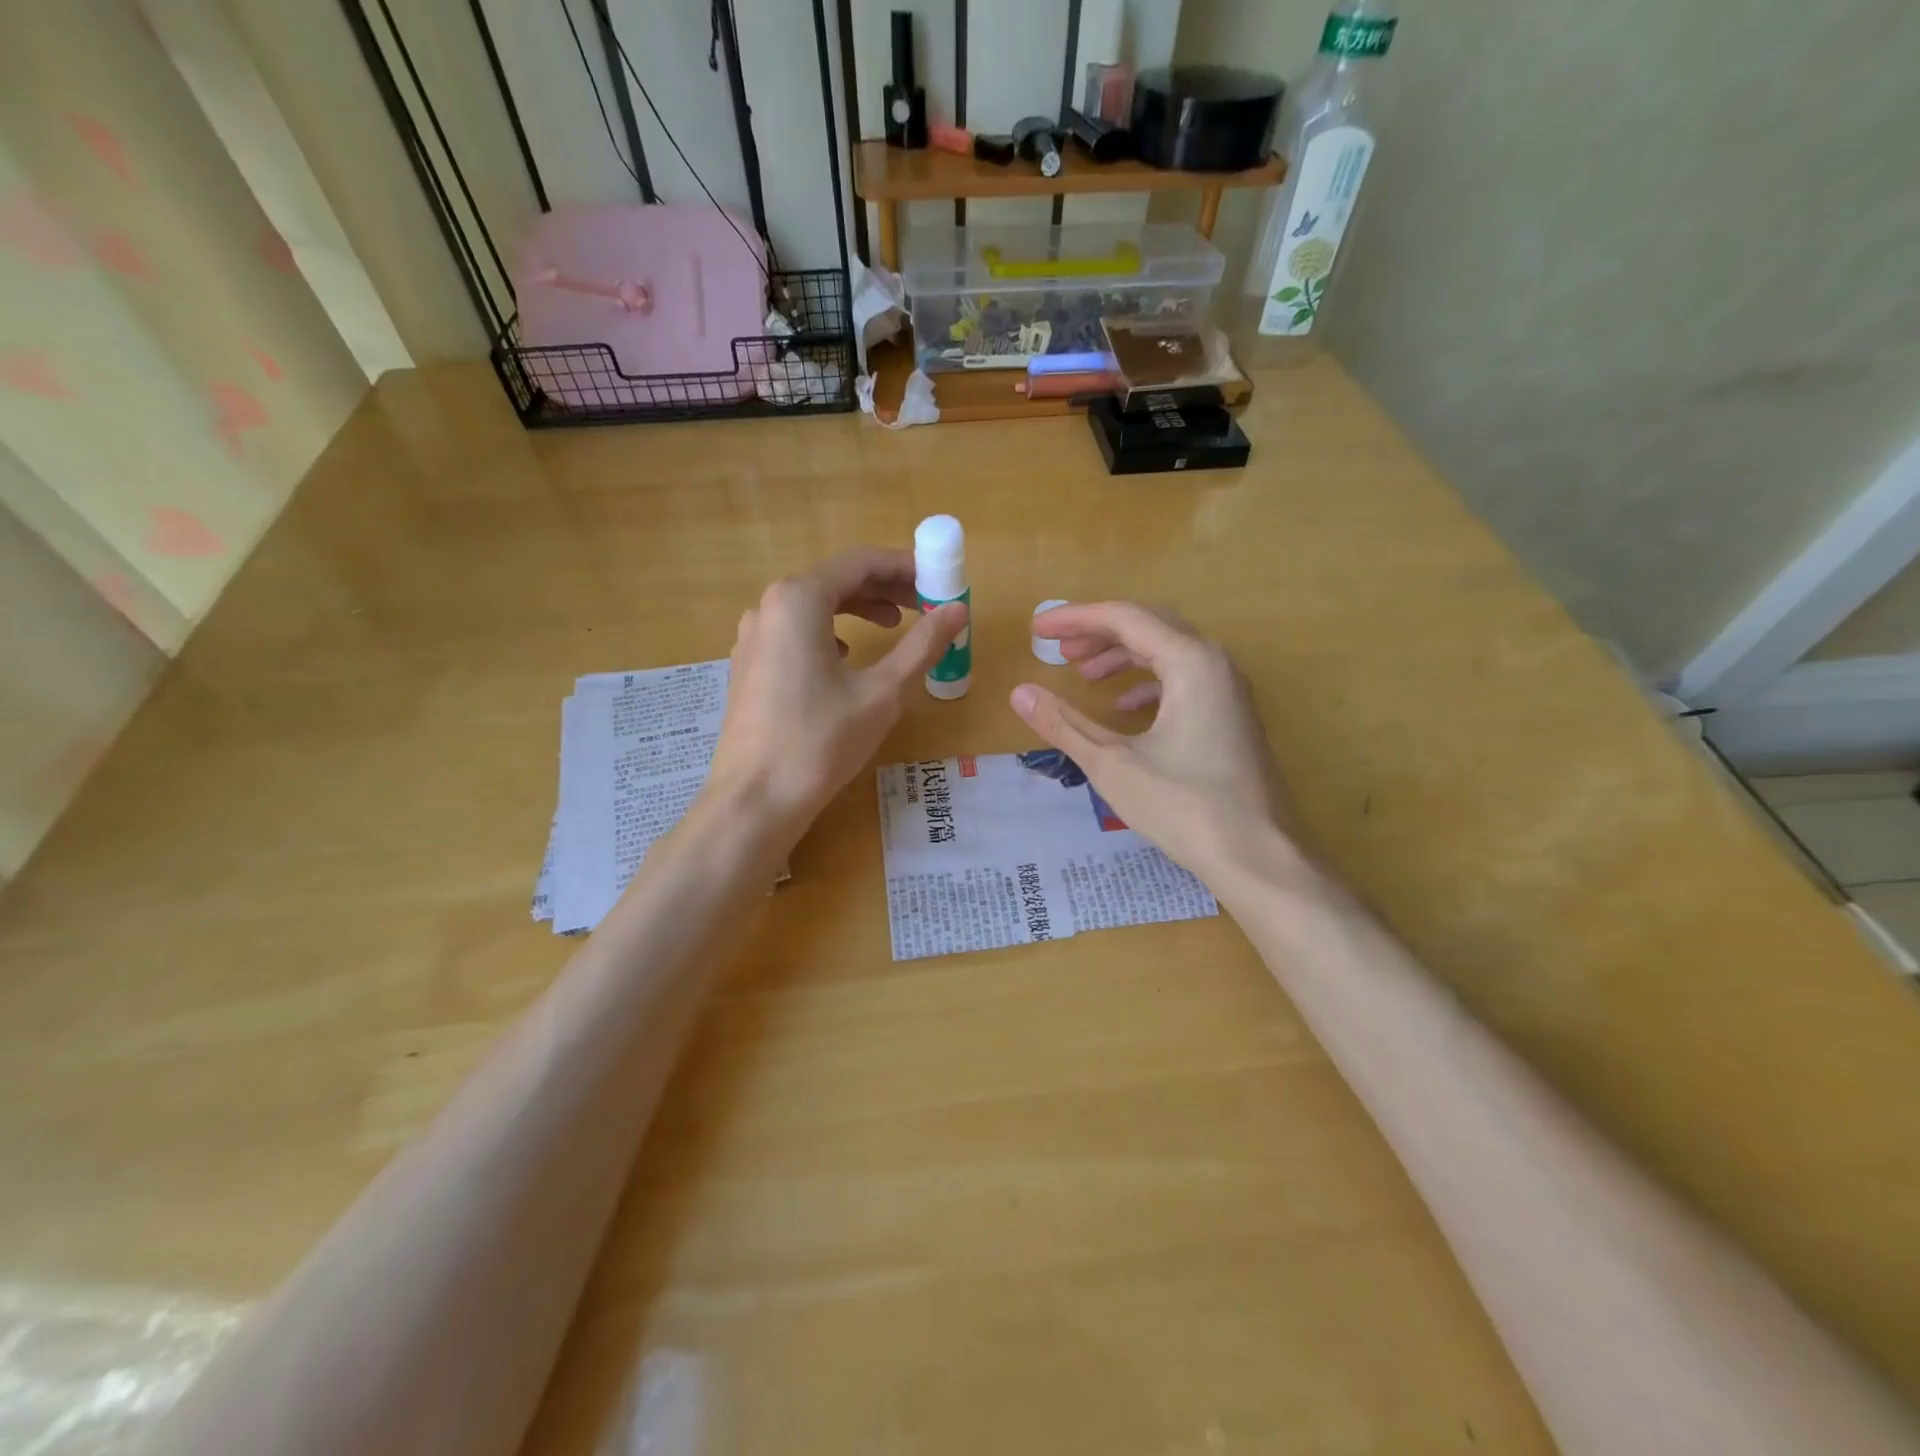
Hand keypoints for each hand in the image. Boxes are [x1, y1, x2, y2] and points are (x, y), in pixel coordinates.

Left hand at [704, 548, 965, 847]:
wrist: (755, 800)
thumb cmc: (821, 742)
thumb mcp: (882, 692)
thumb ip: (922, 645)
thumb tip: (958, 610)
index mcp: (798, 599)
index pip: (860, 563)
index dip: (905, 567)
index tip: (939, 581)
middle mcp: (769, 607)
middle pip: (836, 580)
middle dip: (884, 589)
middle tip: (925, 606)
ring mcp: (753, 637)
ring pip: (814, 606)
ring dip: (858, 609)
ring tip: (895, 626)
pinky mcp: (749, 665)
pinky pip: (795, 631)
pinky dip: (830, 632)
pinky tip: (847, 658)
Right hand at [1011, 602, 1300, 885]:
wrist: (1257, 856)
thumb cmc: (1184, 806)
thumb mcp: (1112, 764)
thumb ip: (1064, 724)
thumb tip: (1020, 693)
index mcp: (1190, 661)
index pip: (1124, 618)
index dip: (1075, 618)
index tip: (1037, 630)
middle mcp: (1215, 663)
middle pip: (1149, 625)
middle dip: (1099, 633)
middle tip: (1058, 650)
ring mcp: (1228, 690)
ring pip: (1168, 651)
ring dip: (1122, 657)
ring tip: (1083, 676)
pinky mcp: (1231, 715)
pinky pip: (1184, 679)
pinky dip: (1147, 683)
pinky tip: (1124, 709)